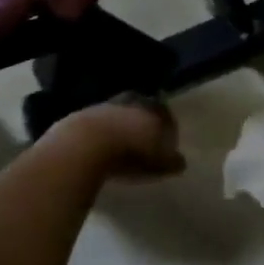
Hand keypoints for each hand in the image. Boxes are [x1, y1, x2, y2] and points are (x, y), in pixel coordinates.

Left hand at [54, 95, 185, 179]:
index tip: (166, 144)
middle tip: (145, 142)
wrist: (85, 145)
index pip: (166, 115)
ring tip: (122, 146)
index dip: (167, 129)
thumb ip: (172, 161)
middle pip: (142, 111)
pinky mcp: (82, 115)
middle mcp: (131, 101)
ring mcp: (105, 105)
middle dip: (144, 124)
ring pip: (119, 115)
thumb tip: (180, 161)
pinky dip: (103, 133)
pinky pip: (99, 124)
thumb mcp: (159, 163)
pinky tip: (102, 148)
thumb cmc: (131, 153)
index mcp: (153, 108)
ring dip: (122, 127)